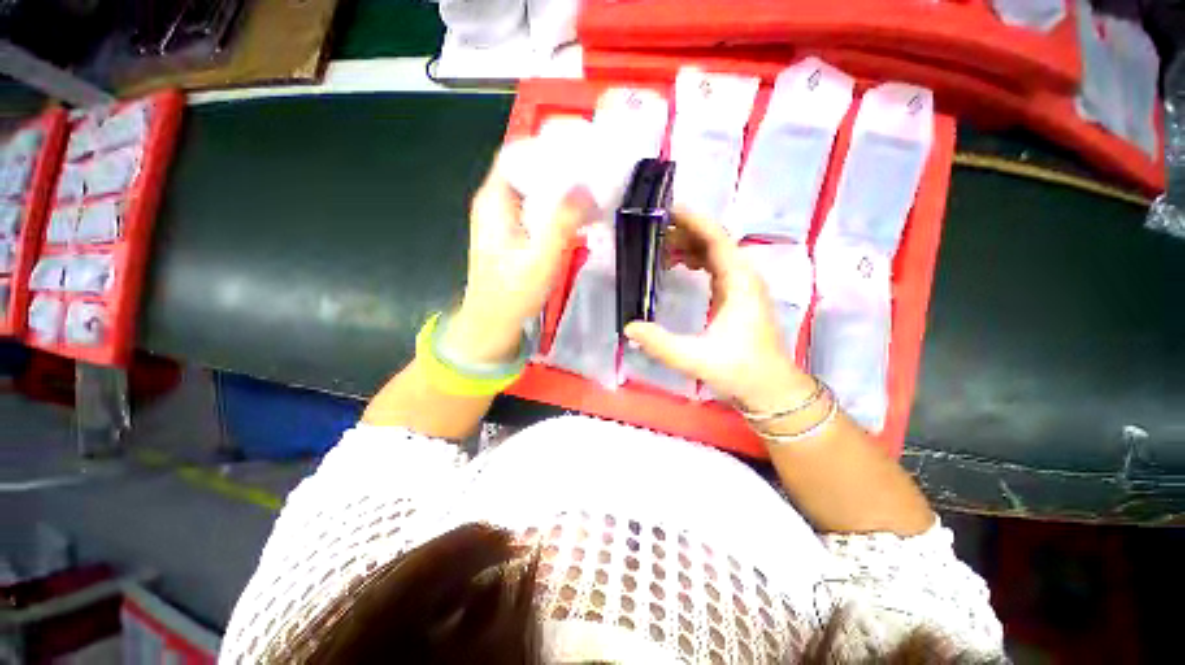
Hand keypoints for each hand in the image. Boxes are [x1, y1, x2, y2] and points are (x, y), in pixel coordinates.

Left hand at [445, 150, 592, 363]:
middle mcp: (495, 203)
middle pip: (527, 169)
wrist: (493, 323)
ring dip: (560, 188)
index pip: (518, 153)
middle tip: (594, 170)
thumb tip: (587, 186)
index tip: (580, 149)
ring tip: (591, 189)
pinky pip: (535, 209)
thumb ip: (562, 221)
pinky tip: (576, 215)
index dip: (547, 146)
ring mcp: (503, 220)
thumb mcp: (541, 258)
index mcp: (494, 200)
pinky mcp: (512, 235)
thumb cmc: (513, 293)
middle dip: (560, 166)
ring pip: (533, 190)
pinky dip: (556, 207)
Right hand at [624, 211, 815, 411]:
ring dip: (688, 246)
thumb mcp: (696, 359)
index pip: (716, 238)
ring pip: (715, 253)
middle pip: (714, 240)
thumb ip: (661, 344)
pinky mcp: (736, 296)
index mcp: (740, 282)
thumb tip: (629, 326)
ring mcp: (742, 286)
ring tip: (659, 247)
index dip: (692, 220)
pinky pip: (715, 267)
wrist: (771, 390)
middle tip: (652, 231)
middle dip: (684, 231)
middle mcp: (743, 276)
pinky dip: (695, 261)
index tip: (665, 210)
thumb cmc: (740, 371)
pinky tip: (678, 266)